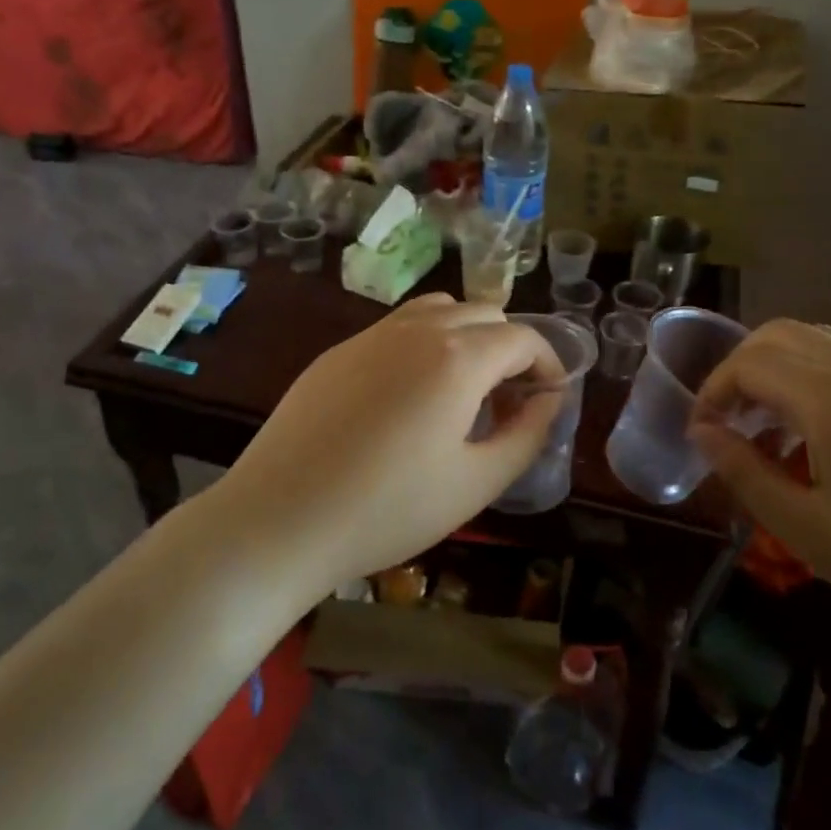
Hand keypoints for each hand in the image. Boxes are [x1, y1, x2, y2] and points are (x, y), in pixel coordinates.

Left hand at [216, 295, 565, 587]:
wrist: (280, 519)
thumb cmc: (389, 510)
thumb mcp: (477, 483)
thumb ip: (527, 434)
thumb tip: (549, 401)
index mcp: (457, 357)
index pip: (522, 339)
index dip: (549, 365)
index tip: (549, 400)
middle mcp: (416, 329)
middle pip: (483, 314)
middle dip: (510, 349)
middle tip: (508, 402)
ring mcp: (370, 335)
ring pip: (438, 310)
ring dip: (466, 337)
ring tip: (463, 391)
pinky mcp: (336, 352)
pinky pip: (396, 328)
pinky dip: (424, 344)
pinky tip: (409, 397)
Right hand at [689, 320, 830, 664]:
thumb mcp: (808, 531)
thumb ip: (744, 472)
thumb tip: (702, 433)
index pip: (750, 364)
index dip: (712, 391)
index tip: (700, 432)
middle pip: (780, 335)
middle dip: (739, 368)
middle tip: (728, 420)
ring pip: (819, 339)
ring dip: (778, 366)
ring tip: (769, 424)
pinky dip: (816, 372)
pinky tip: (820, 429)